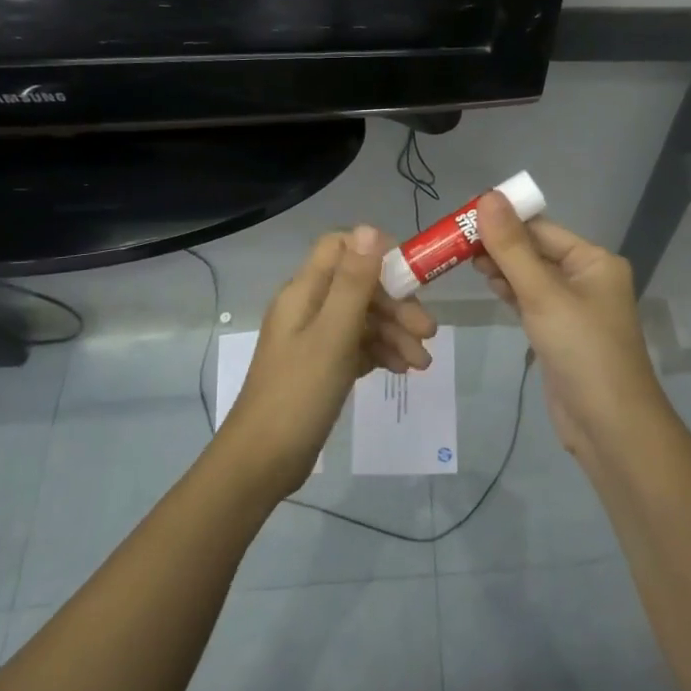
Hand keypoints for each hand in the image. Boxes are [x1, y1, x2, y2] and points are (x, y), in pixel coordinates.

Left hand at [218, 225, 436, 498]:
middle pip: (360, 286)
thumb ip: (354, 283)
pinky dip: (381, 352)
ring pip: (363, 319)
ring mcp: (314, 338)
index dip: (376, 253)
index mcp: (304, 291)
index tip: (411, 277)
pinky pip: (358, 346)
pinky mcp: (322, 366)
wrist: (262, 462)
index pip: (341, 248)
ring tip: (422, 364)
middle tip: (428, 332)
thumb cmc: (298, 394)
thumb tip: (370, 228)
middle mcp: (308, 307)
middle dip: (397, 304)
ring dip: (395, 333)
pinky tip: (401, 370)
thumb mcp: (333, 335)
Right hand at [472, 192, 668, 463]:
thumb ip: (512, 247)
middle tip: (455, 243)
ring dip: (502, 268)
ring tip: (464, 261)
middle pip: (536, 250)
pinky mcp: (560, 332)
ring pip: (531, 276)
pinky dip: (510, 291)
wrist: (609, 425)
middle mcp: (587, 278)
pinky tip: (488, 285)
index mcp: (594, 261)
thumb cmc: (582, 350)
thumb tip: (488, 196)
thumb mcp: (543, 295)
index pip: (541, 229)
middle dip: (499, 245)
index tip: (462, 219)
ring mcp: (574, 307)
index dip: (503, 221)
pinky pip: (532, 301)